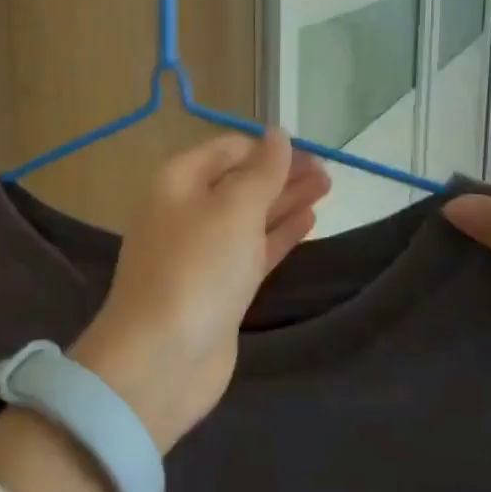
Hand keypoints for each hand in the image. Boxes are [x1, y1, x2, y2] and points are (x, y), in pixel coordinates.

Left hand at [71, 130, 329, 452]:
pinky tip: (308, 223)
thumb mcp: (233, 209)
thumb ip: (261, 171)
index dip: (267, 148)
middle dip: (281, 174)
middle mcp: (185, 211)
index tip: (311, 152)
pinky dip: (279, 235)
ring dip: (285, 202)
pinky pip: (252, 250)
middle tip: (329, 173)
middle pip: (239, 182)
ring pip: (248, 217)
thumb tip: (277, 134)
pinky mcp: (217, 288)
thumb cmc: (196, 270)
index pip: (227, 150)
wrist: (161, 358)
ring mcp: (200, 252)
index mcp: (177, 182)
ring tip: (327, 189)